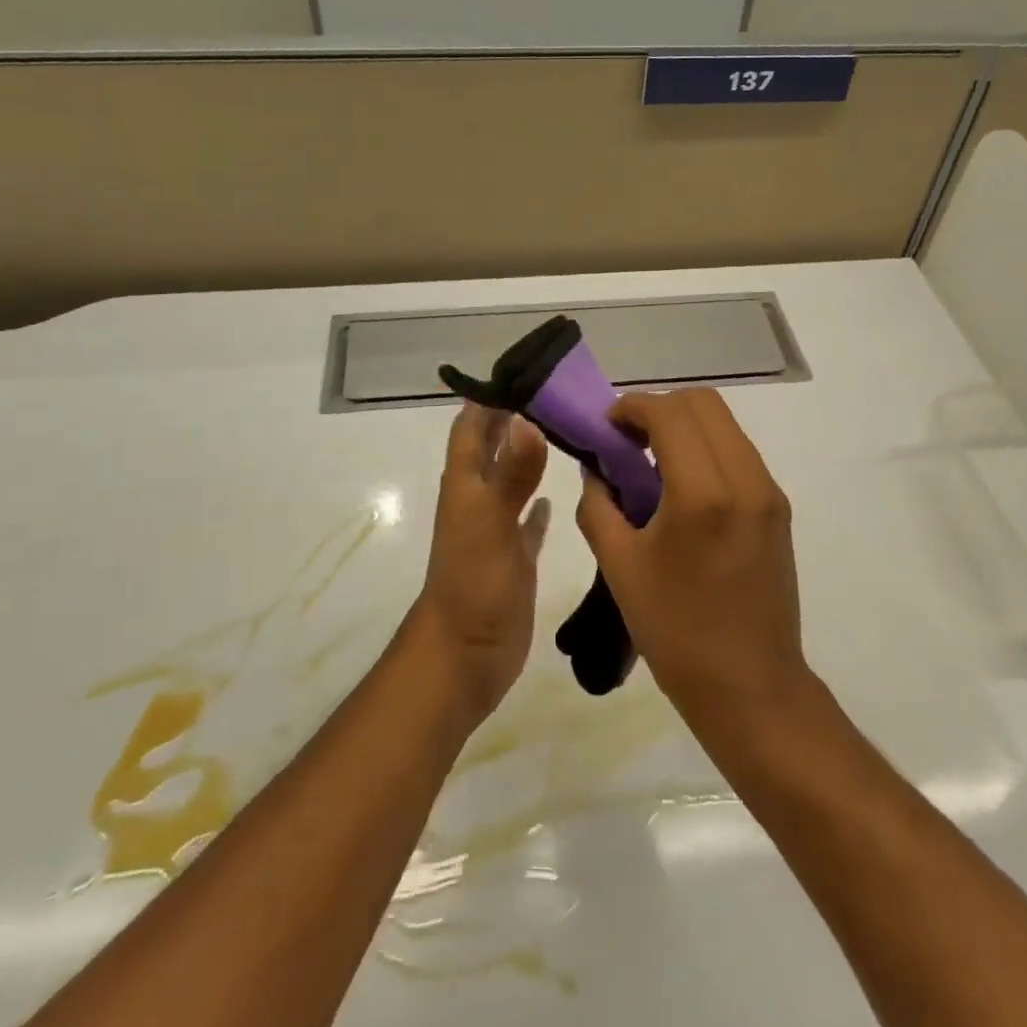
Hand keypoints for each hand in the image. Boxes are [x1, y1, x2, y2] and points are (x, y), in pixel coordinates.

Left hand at [410, 402, 550, 723]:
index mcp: (465, 486)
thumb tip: (526, 419)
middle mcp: (478, 500)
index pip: (471, 428)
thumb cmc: (473, 584)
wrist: (465, 656)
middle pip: (491, 449)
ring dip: (527, 457)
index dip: (488, 399)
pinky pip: (526, 523)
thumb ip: (510, 473)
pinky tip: (554, 498)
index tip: (523, 370)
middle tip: (553, 394)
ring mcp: (495, 531)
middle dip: (512, 420)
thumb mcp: (490, 523)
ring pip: (510, 481)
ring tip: (561, 431)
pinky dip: (537, 507)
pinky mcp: (514, 559)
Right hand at [575, 389, 810, 727]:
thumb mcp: (620, 567)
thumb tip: (596, 470)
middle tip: (627, 440)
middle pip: (704, 402)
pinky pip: (739, 452)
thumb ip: (599, 506)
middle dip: (659, 408)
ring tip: (652, 461)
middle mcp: (745, 479)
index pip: (670, 413)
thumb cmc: (676, 631)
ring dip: (685, 426)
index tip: (606, 426)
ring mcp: (769, 492)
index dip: (632, 407)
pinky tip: (681, 486)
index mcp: (703, 493)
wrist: (751, 687)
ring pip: (725, 424)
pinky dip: (706, 448)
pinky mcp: (778, 508)